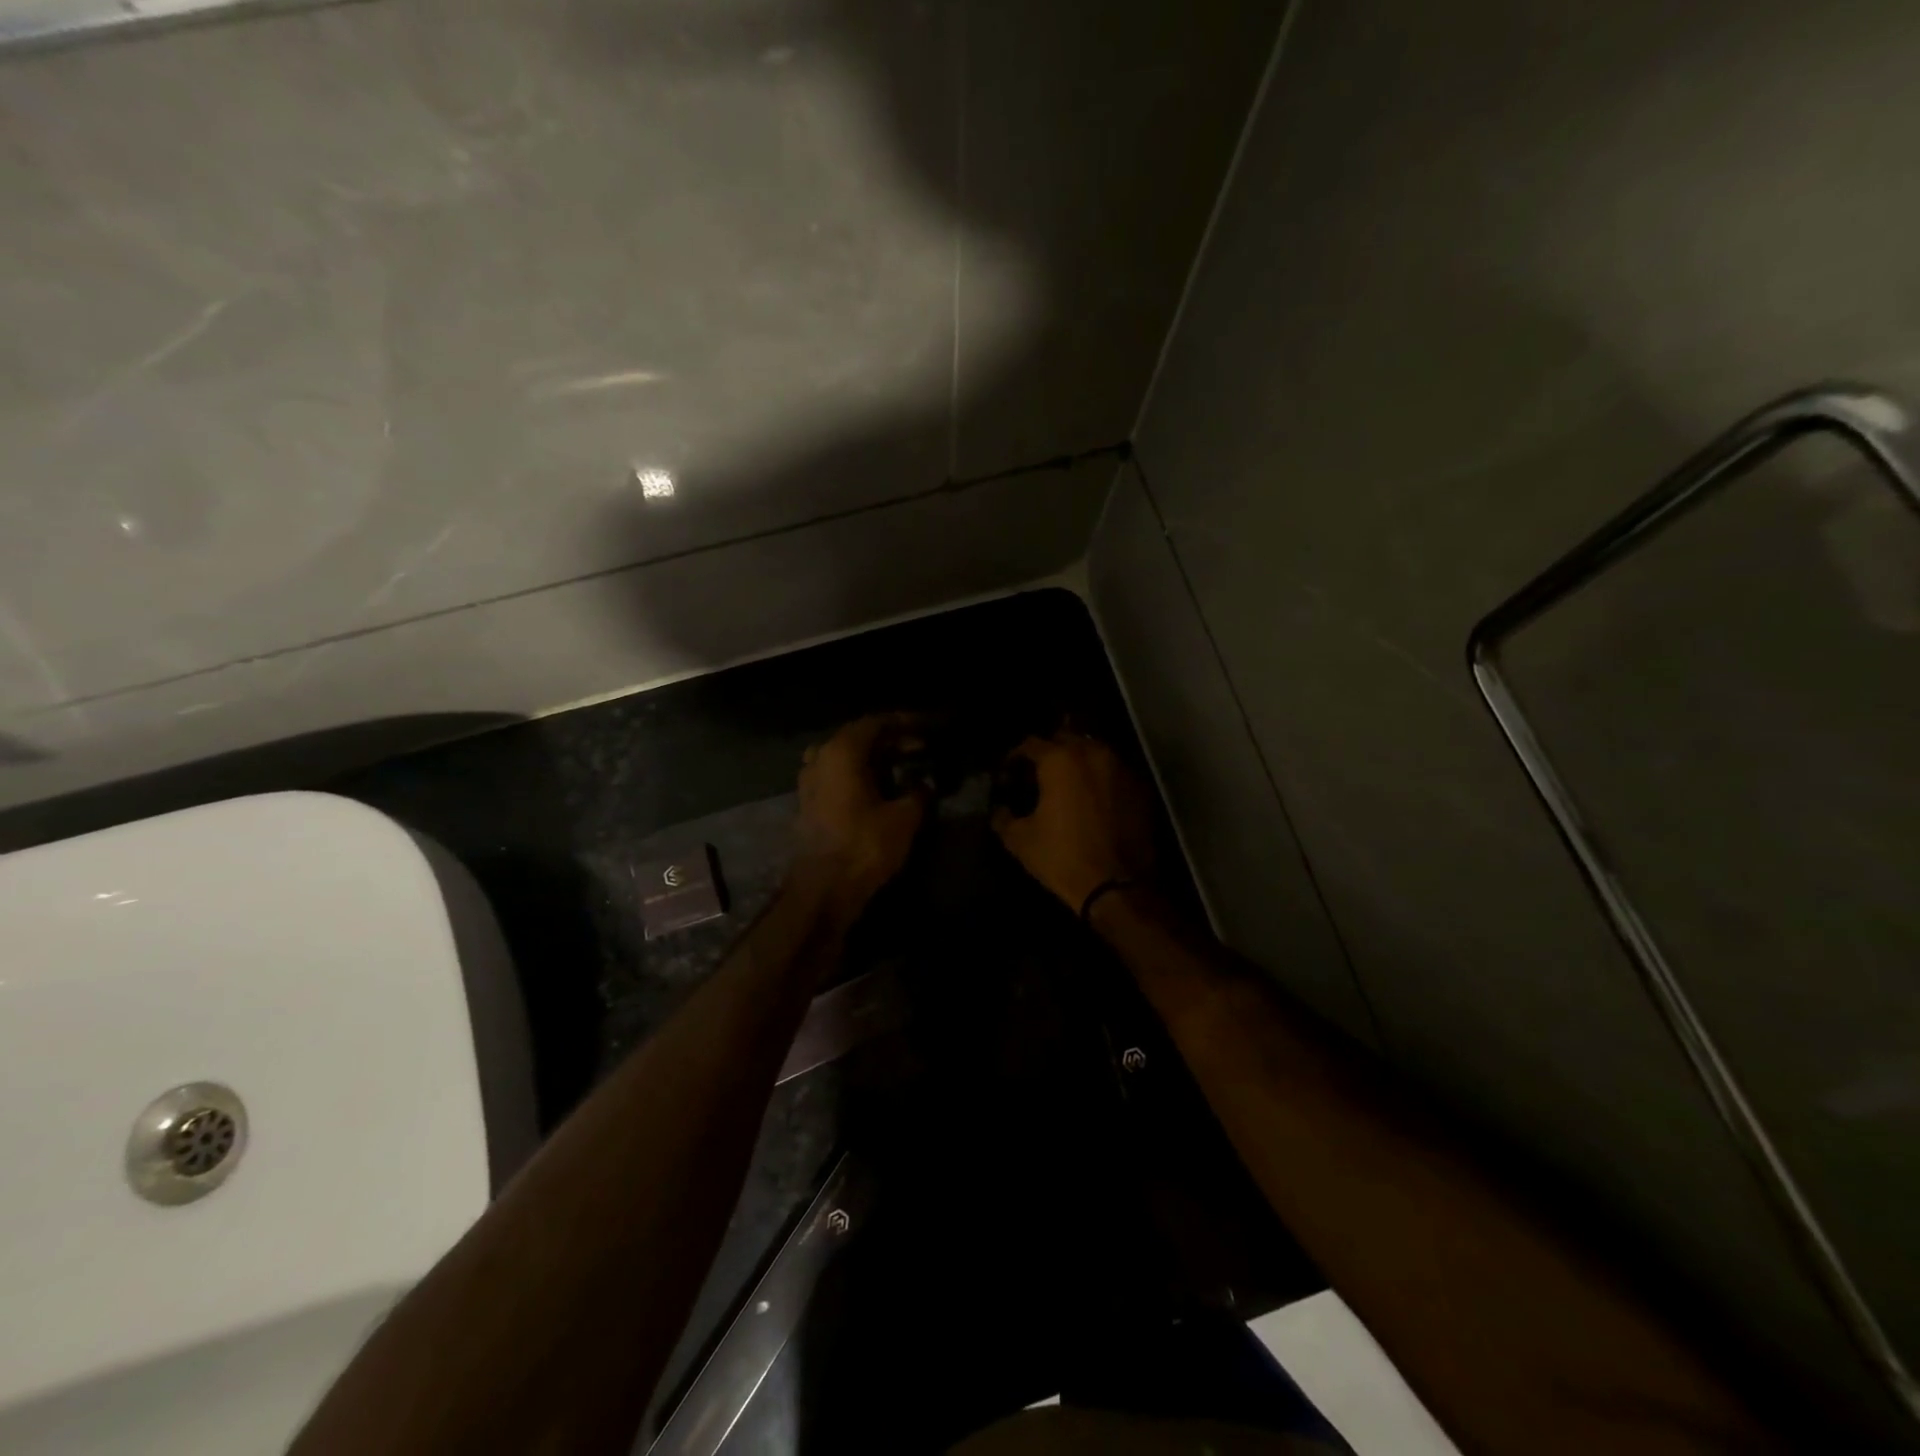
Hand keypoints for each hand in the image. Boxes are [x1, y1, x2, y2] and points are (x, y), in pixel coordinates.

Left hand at [792, 714, 927, 919]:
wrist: (823, 889)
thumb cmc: (865, 846)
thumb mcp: (904, 818)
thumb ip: (919, 793)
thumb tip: (926, 784)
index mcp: (842, 751)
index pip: (876, 722)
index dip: (904, 722)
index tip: (926, 726)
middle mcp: (821, 757)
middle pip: (858, 737)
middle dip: (890, 739)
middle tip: (919, 747)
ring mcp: (809, 780)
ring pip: (845, 757)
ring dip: (873, 757)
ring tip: (901, 765)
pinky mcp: (808, 803)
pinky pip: (837, 775)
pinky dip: (859, 774)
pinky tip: (879, 787)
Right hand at [992, 732, 1154, 912]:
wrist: (1118, 886)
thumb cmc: (1062, 858)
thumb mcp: (1020, 840)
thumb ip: (1004, 817)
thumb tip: (1000, 810)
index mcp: (1059, 759)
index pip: (1030, 744)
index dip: (1014, 759)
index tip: (1009, 777)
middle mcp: (1092, 753)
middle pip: (1065, 739)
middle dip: (1050, 754)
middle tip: (1038, 778)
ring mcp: (1121, 768)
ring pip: (1094, 753)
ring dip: (1078, 764)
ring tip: (1068, 787)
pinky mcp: (1141, 788)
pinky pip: (1115, 773)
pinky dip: (1101, 780)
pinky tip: (1094, 801)